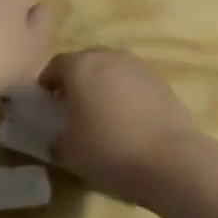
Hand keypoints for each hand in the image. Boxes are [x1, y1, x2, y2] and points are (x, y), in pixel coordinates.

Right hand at [39, 47, 203, 203]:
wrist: (171, 159)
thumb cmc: (109, 149)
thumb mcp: (70, 151)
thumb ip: (59, 137)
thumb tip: (60, 136)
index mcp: (80, 67)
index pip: (56, 65)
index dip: (47, 83)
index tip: (46, 103)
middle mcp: (109, 57)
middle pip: (86, 62)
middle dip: (77, 80)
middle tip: (73, 107)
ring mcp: (139, 67)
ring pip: (113, 70)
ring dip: (104, 86)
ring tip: (102, 114)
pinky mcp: (162, 82)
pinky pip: (134, 83)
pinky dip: (126, 95)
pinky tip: (128, 121)